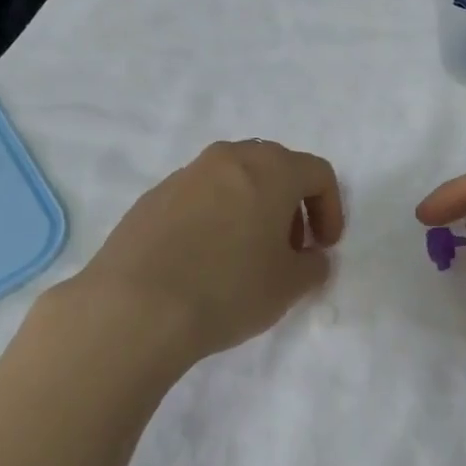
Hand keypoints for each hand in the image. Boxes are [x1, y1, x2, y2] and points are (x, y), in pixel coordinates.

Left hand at [55, 140, 343, 375]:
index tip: (324, 247)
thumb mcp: (289, 286)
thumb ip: (313, 265)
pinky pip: (199, 197)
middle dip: (291, 204)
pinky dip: (215, 217)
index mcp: (270, 169)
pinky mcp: (152, 197)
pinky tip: (204, 260)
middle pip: (274, 167)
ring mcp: (185, 175)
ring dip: (252, 207)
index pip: (317, 173)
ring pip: (233, 179)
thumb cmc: (228, 289)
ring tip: (246, 254)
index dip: (330, 209)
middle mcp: (228, 159)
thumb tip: (310, 257)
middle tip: (289, 248)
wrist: (135, 306)